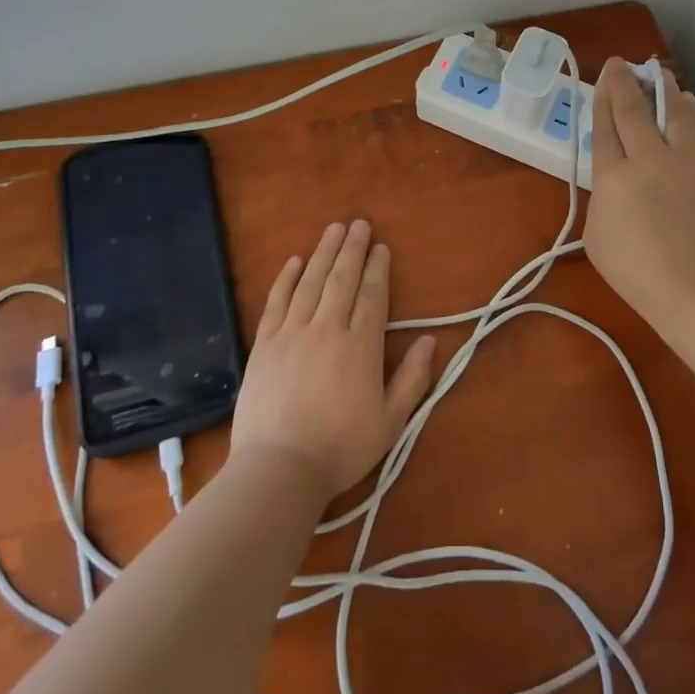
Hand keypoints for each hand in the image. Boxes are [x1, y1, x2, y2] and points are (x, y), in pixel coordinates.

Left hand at [231, 220, 437, 499]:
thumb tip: (430, 341)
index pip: (372, 295)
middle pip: (342, 279)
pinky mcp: (264, 344)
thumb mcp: (391, 422)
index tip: (381, 247)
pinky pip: (277, 302)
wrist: (279, 469)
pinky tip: (294, 261)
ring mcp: (292, 333)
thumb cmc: (341, 449)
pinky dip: (286, 279)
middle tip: (358, 223)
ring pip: (311, 283)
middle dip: (352, 249)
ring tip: (332, 229)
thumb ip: (413, 379)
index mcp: (361, 346)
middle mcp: (328, 329)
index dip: (378, 269)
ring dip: (323, 253)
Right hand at [584, 58, 694, 321]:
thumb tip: (613, 179)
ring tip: (659, 73)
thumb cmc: (638, 274)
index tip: (603, 76)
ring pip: (675, 111)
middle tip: (620, 63)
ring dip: (664, 88)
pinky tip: (689, 104)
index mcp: (614, 177)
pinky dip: (692, 112)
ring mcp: (687, 162)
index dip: (602, 96)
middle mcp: (650, 159)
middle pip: (634, 109)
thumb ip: (601, 199)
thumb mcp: (596, 238)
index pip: (605, 125)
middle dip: (624, 81)